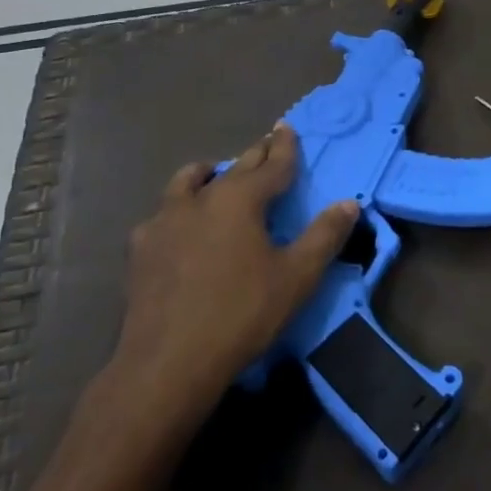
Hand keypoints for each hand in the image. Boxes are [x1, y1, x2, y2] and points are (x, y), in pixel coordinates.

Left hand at [102, 123, 357, 428]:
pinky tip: (181, 226)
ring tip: (216, 175)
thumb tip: (349, 204)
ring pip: (187, 182)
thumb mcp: (297, 276)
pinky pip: (163, 213)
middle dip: (254, 155)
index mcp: (240, 200)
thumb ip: (324, 236)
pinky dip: (180, 207)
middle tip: (266, 143)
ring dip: (208, 174)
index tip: (288, 128)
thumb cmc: (241, 314)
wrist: (168, 362)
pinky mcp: (141, 249)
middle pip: (233, 168)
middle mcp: (200, 199)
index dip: (285, 147)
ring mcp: (164, 222)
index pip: (271, 165)